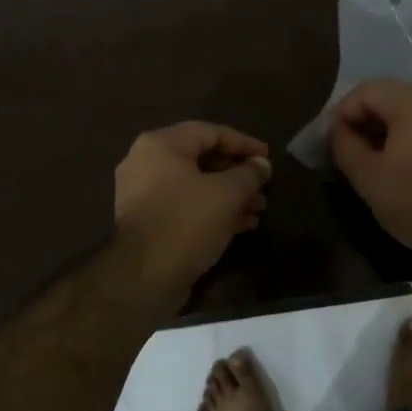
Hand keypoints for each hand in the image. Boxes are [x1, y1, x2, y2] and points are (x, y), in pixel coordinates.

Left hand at [114, 122, 271, 302]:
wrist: (143, 277)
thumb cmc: (186, 222)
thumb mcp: (227, 194)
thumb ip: (249, 174)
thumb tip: (262, 165)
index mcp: (161, 145)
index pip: (210, 132)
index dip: (243, 143)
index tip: (268, 158)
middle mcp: (146, 163)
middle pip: (202, 159)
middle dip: (237, 174)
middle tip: (264, 188)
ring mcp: (143, 194)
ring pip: (195, 186)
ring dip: (229, 196)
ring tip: (258, 210)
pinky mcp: (147, 222)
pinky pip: (185, 207)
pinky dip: (211, 211)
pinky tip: (240, 226)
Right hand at [328, 80, 411, 264]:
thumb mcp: (367, 177)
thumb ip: (344, 145)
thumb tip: (336, 129)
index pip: (367, 91)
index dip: (342, 113)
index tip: (331, 139)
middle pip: (391, 95)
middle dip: (365, 117)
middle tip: (348, 146)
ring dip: (388, 125)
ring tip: (373, 154)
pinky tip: (402, 158)